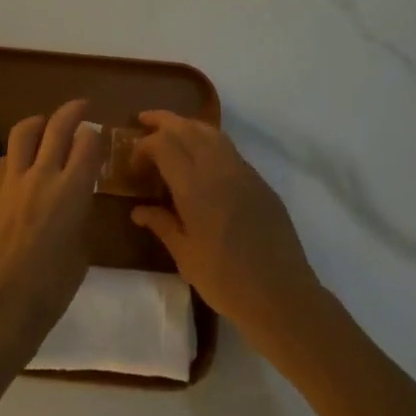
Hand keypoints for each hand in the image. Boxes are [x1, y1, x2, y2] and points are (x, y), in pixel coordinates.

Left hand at [0, 99, 103, 366]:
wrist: (3, 301)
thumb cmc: (53, 285)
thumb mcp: (82, 247)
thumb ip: (81, 211)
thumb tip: (78, 194)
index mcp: (72, 189)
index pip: (87, 142)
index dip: (95, 134)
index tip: (98, 136)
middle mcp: (42, 174)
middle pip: (58, 125)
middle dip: (73, 111)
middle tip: (81, 108)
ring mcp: (13, 179)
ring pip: (25, 130)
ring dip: (40, 122)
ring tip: (46, 125)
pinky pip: (6, 157)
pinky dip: (18, 153)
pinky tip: (23, 164)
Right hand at [129, 111, 322, 340]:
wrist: (281, 295)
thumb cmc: (226, 280)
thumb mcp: (185, 256)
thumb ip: (161, 225)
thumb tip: (138, 210)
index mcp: (195, 187)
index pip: (163, 145)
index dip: (144, 146)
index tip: (134, 165)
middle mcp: (218, 169)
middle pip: (187, 128)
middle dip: (163, 120)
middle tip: (143, 120)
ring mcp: (243, 172)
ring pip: (211, 132)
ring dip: (187, 125)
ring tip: (171, 131)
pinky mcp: (259, 181)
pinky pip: (229, 148)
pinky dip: (208, 140)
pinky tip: (201, 156)